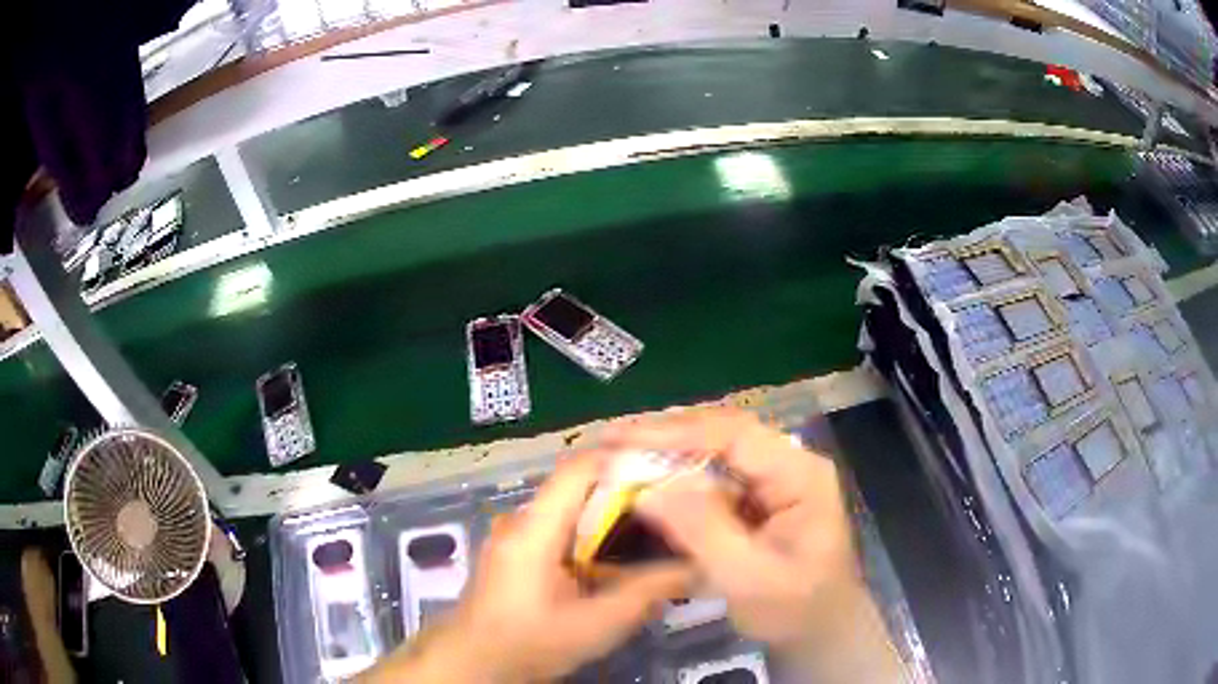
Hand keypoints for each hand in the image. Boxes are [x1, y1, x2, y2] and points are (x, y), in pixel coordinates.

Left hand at [361, 454, 692, 683]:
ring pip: (572, 510)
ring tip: (658, 531)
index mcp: (534, 528)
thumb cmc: (530, 643)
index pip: (580, 468)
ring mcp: (516, 535)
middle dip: (629, 493)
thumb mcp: (596, 625)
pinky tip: (619, 561)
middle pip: (580, 487)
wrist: (474, 663)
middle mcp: (521, 520)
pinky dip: (593, 538)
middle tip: (676, 506)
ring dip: (612, 518)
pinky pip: (561, 530)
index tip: (671, 469)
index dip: (625, 459)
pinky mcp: (517, 551)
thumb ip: (647, 593)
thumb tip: (695, 566)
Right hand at [610, 409, 902, 682]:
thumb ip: (703, 532)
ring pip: (715, 450)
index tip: (623, 438)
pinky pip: (714, 475)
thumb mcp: (749, 578)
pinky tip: (649, 478)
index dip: (675, 432)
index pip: (734, 436)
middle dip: (666, 434)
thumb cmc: (794, 608)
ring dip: (668, 450)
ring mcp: (774, 478)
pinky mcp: (759, 496)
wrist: (820, 629)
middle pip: (722, 433)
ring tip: (621, 452)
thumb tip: (648, 491)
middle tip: (611, 439)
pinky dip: (678, 475)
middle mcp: (788, 463)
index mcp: (800, 475)